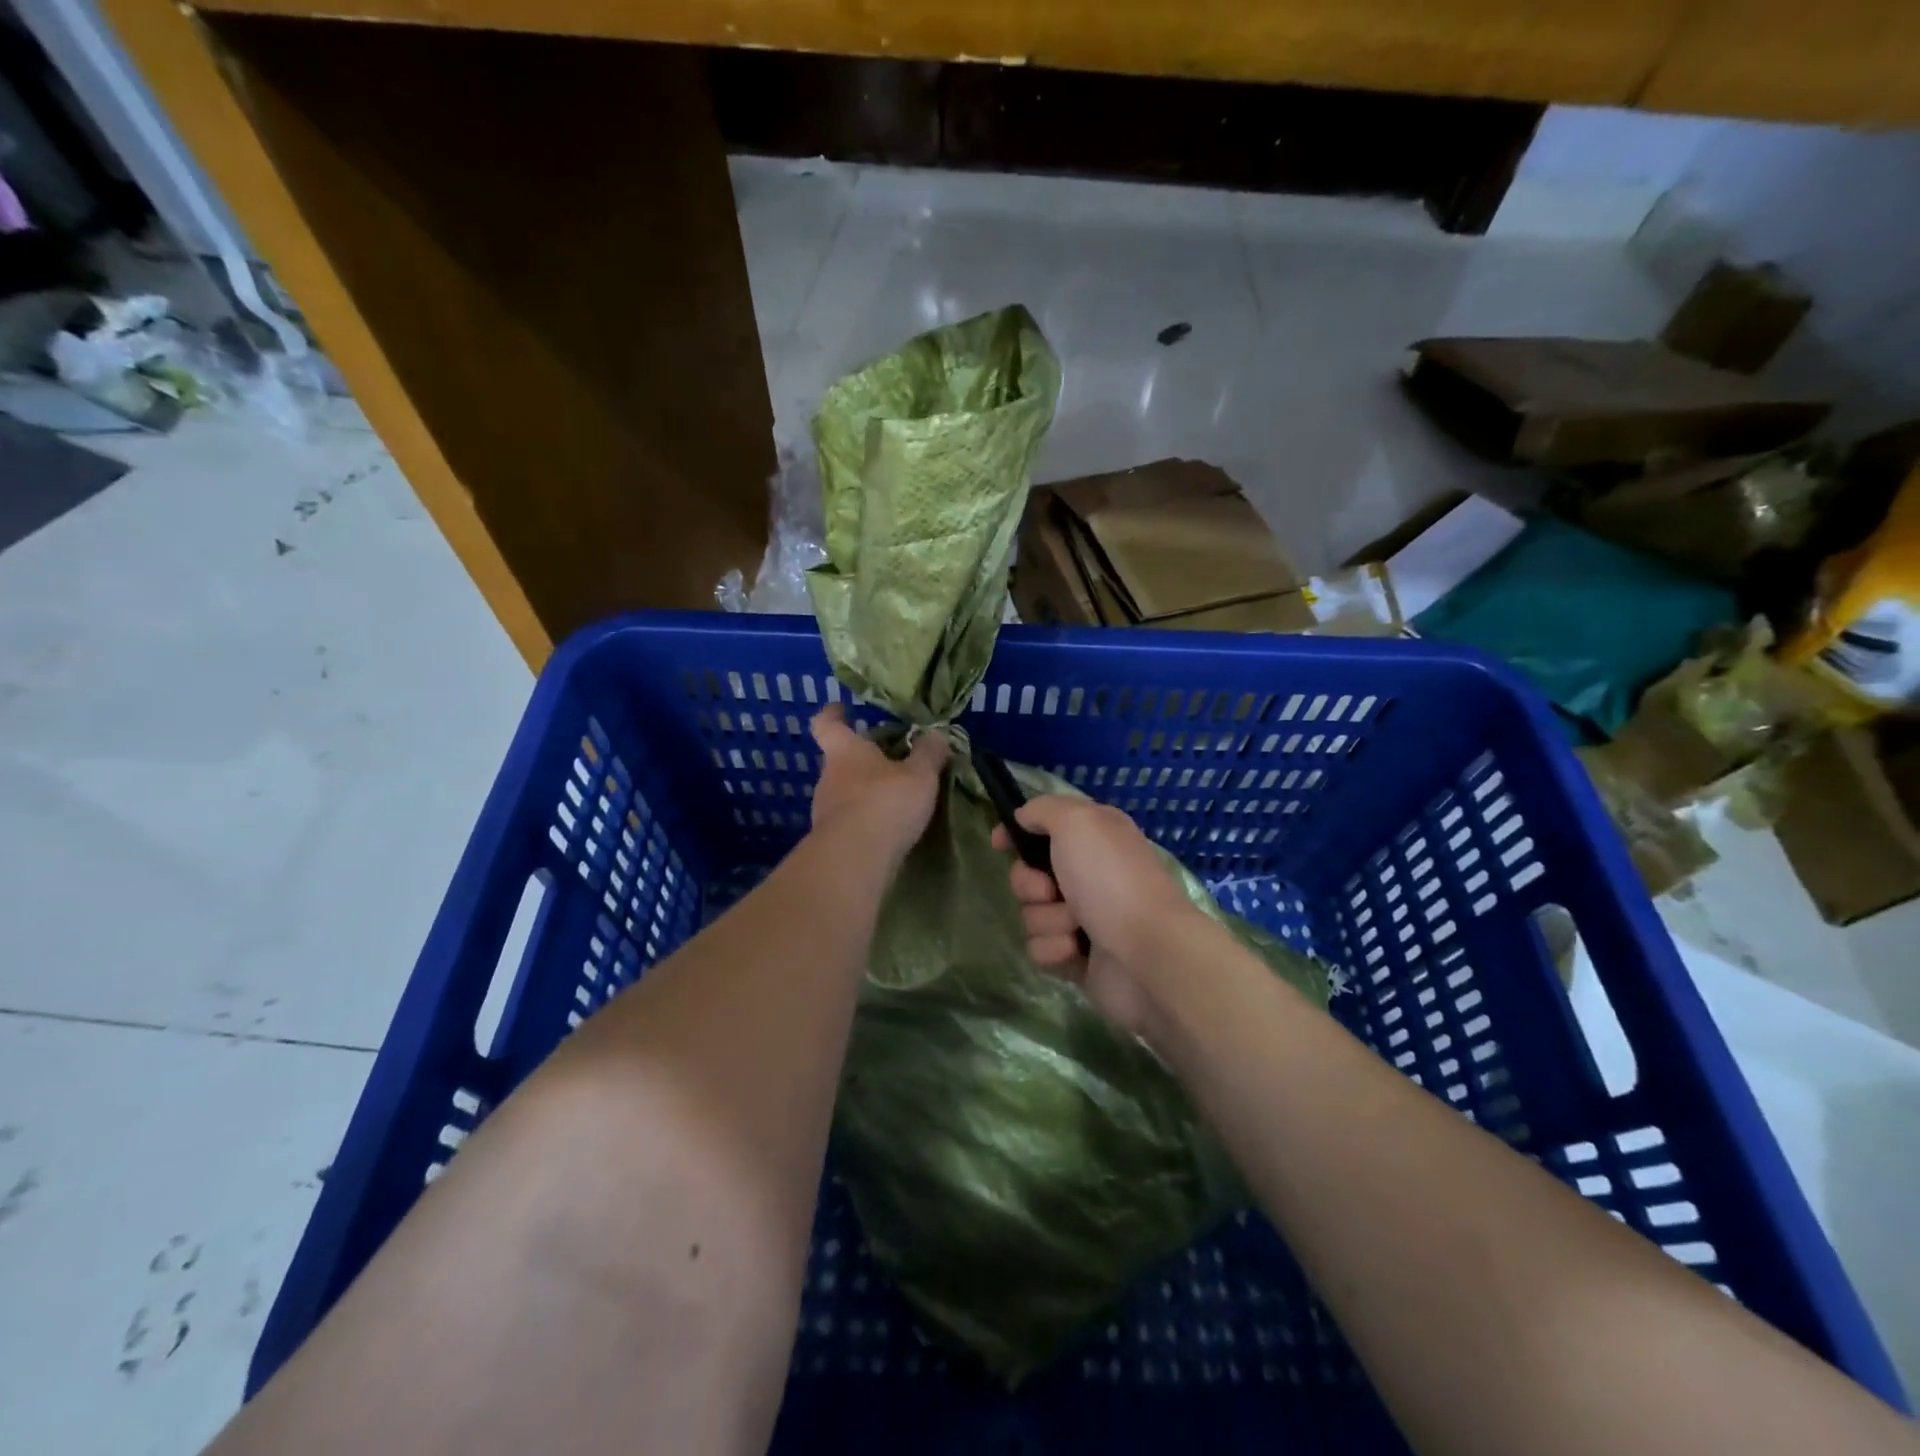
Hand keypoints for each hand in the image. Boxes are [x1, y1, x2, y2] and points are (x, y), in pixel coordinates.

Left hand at [808, 705, 947, 862]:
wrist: (854, 860)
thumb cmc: (885, 803)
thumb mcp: (920, 775)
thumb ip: (929, 752)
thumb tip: (937, 733)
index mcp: (845, 751)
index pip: (827, 723)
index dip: (833, 714)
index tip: (841, 708)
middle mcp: (829, 777)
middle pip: (840, 759)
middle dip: (862, 758)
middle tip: (890, 759)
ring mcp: (825, 811)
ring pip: (844, 791)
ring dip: (865, 791)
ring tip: (895, 797)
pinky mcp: (831, 840)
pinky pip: (849, 820)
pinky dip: (866, 819)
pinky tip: (888, 827)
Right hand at [991, 796, 1201, 1037]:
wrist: (1148, 953)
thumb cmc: (1112, 880)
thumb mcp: (1078, 822)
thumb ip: (1044, 809)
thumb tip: (1023, 818)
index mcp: (1093, 837)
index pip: (1043, 827)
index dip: (1017, 834)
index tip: (999, 844)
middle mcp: (1088, 873)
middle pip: (1027, 874)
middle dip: (1029, 885)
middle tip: (1051, 892)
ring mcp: (1083, 917)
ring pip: (1031, 913)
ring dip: (1047, 920)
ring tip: (1077, 927)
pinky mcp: (1078, 957)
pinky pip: (1040, 948)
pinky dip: (1055, 949)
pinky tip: (1078, 952)